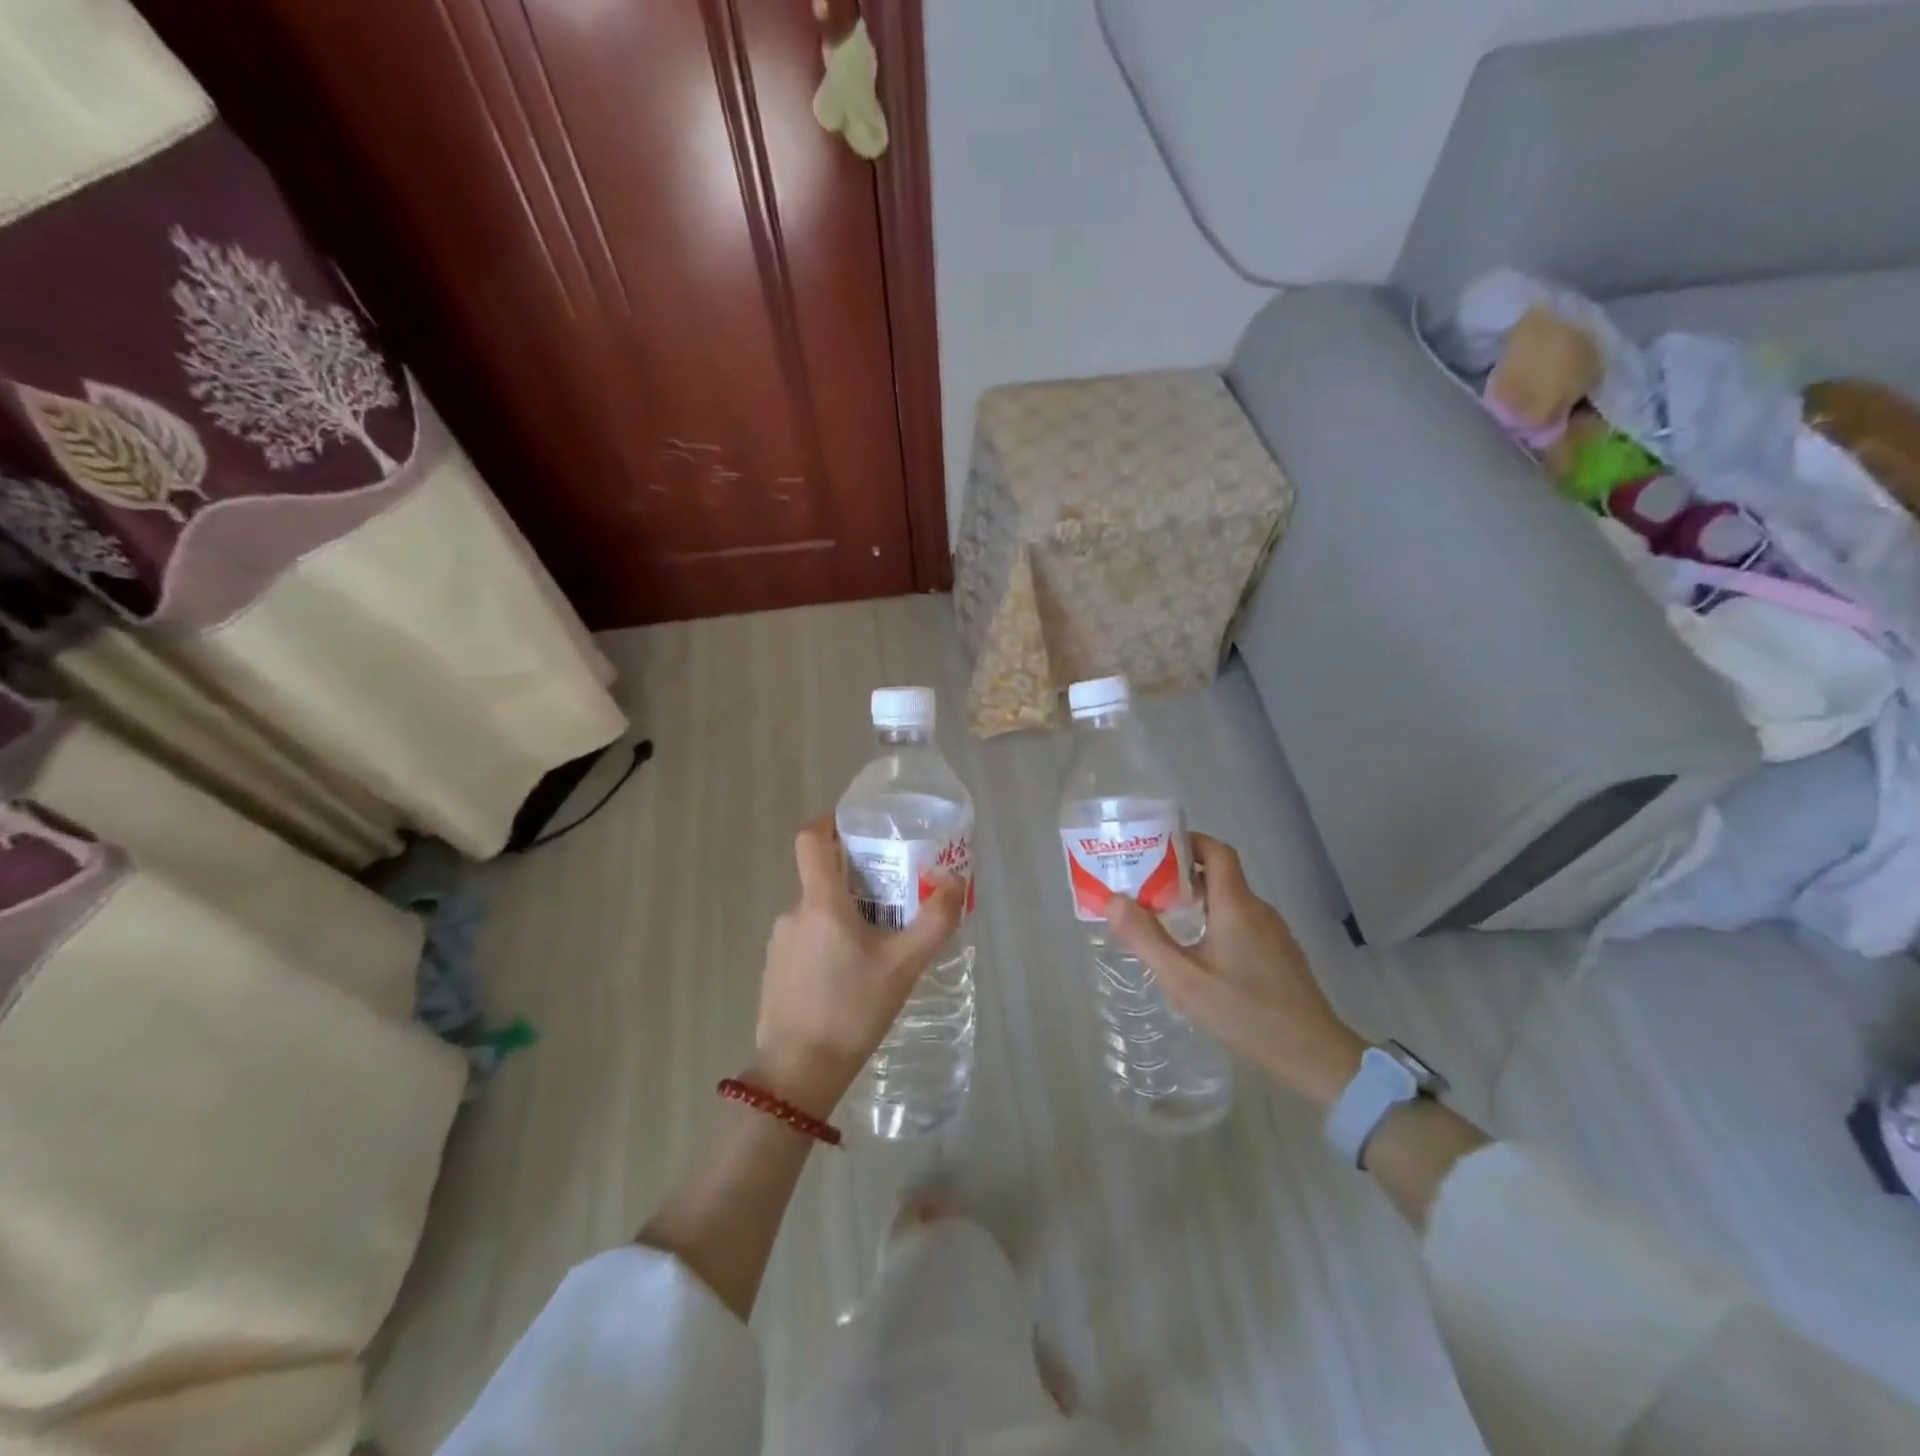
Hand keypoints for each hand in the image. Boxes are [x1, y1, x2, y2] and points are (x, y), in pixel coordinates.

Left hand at [751, 817, 963, 1119]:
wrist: (799, 1072)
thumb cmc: (853, 1010)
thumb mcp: (904, 965)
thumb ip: (935, 920)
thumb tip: (955, 880)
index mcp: (821, 902)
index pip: (811, 839)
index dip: (831, 822)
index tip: (858, 827)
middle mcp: (794, 912)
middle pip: (822, 877)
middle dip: (856, 879)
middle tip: (893, 896)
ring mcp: (780, 942)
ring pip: (817, 911)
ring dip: (845, 914)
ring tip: (878, 942)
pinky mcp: (775, 969)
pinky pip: (806, 938)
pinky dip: (829, 940)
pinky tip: (851, 974)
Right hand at [1105, 834, 1365, 1109]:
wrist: (1313, 1054)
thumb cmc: (1244, 1012)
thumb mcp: (1184, 979)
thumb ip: (1146, 938)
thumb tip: (1114, 899)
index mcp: (1236, 905)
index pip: (1216, 851)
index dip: (1188, 841)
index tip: (1155, 848)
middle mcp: (1258, 909)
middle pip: (1220, 875)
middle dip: (1182, 874)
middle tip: (1146, 886)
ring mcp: (1274, 933)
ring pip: (1231, 901)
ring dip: (1198, 900)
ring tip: (1164, 918)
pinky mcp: (1280, 954)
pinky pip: (1243, 922)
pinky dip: (1216, 921)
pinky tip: (1198, 951)